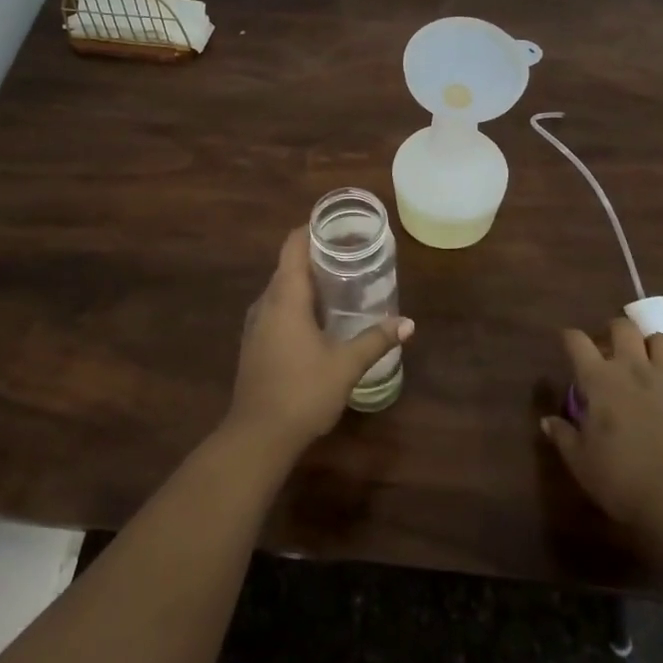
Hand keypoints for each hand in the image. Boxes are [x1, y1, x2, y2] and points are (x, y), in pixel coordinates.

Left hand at [226, 228, 412, 457]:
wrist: (257, 436)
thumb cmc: (302, 391)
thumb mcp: (346, 365)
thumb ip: (376, 340)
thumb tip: (408, 323)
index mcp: (285, 297)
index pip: (293, 246)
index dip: (312, 230)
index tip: (337, 226)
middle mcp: (265, 302)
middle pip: (288, 266)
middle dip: (316, 256)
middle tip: (350, 254)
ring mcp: (255, 324)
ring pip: (281, 290)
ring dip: (306, 283)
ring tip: (340, 284)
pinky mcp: (254, 344)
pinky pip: (276, 310)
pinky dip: (297, 304)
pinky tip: (319, 320)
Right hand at [540, 317, 662, 546]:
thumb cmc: (621, 479)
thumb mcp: (580, 462)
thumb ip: (563, 436)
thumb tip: (547, 421)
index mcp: (600, 380)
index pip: (577, 341)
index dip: (569, 338)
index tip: (567, 344)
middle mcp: (634, 369)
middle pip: (624, 328)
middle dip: (613, 331)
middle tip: (609, 350)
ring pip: (662, 341)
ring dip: (651, 346)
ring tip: (646, 363)